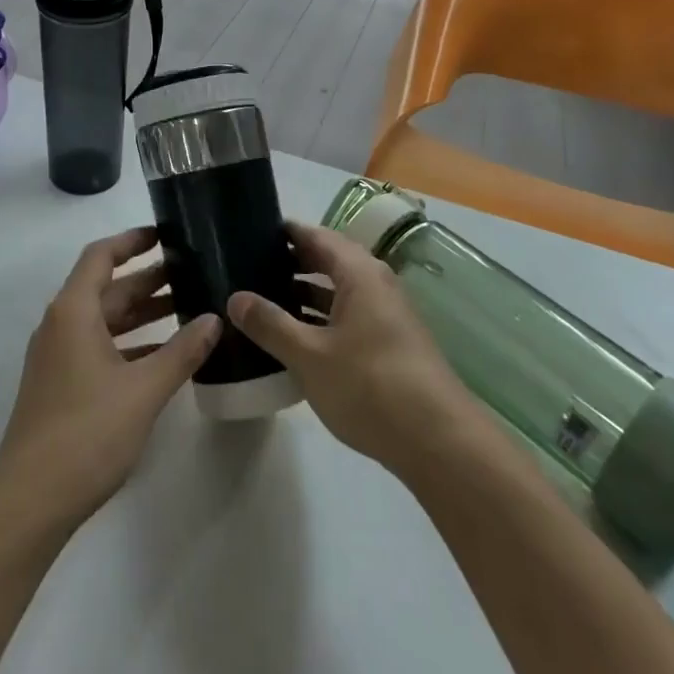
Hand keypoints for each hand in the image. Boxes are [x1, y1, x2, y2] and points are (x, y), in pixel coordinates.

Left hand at [0, 228, 220, 529]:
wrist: (29, 502)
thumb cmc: (86, 433)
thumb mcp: (143, 390)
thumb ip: (182, 352)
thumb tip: (215, 319)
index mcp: (73, 311)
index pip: (101, 256)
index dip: (132, 240)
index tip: (166, 233)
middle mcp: (62, 324)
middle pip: (107, 288)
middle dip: (148, 279)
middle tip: (192, 271)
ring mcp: (58, 357)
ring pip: (105, 320)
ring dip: (142, 312)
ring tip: (187, 307)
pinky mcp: (62, 385)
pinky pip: (101, 347)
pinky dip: (131, 343)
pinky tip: (165, 355)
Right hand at [228, 220, 477, 476]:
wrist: (438, 441)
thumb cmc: (370, 385)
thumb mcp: (309, 355)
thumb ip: (270, 324)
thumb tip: (235, 297)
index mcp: (359, 273)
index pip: (316, 236)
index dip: (285, 232)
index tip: (249, 231)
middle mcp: (375, 284)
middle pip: (327, 261)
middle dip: (290, 263)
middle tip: (248, 267)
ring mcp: (385, 316)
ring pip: (336, 293)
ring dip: (303, 294)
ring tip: (262, 301)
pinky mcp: (388, 345)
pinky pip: (346, 317)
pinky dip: (319, 319)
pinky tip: (294, 339)